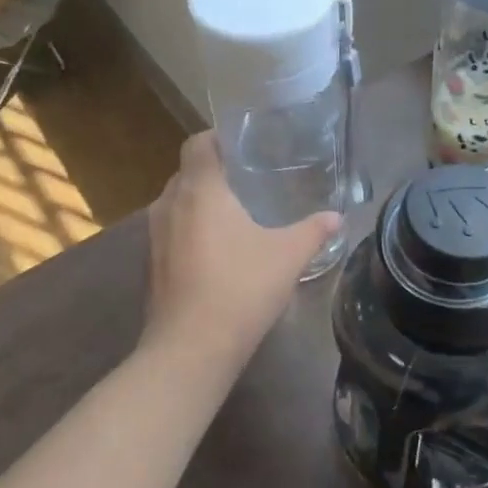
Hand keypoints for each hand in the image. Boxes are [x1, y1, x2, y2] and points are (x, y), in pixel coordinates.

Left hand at [142, 132, 340, 369]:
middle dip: (214, 173)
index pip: (198, 143)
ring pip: (177, 204)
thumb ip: (313, 231)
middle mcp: (169, 204)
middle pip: (187, 173)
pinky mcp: (150, 265)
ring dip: (200, 205)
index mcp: (200, 190)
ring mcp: (154, 237)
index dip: (218, 138)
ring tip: (235, 217)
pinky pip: (171, 233)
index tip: (244, 146)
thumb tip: (337, 216)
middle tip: (248, 181)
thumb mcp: (287, 257)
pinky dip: (190, 232)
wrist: (191, 348)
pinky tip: (217, 253)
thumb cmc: (240, 289)